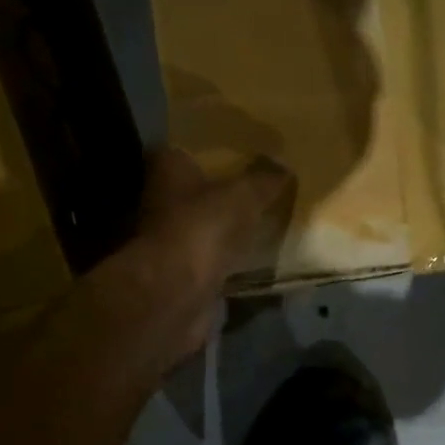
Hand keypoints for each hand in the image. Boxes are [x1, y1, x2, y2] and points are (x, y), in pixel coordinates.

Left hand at [125, 148, 295, 365]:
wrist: (178, 293)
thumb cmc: (204, 227)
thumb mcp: (245, 194)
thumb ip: (264, 179)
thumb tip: (283, 165)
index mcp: (169, 170)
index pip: (186, 151)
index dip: (212, 152)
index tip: (242, 155)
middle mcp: (161, 202)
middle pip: (195, 192)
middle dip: (221, 193)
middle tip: (260, 190)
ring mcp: (169, 241)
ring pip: (204, 228)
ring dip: (226, 230)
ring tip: (264, 224)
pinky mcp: (182, 274)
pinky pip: (213, 260)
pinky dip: (229, 261)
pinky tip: (255, 258)